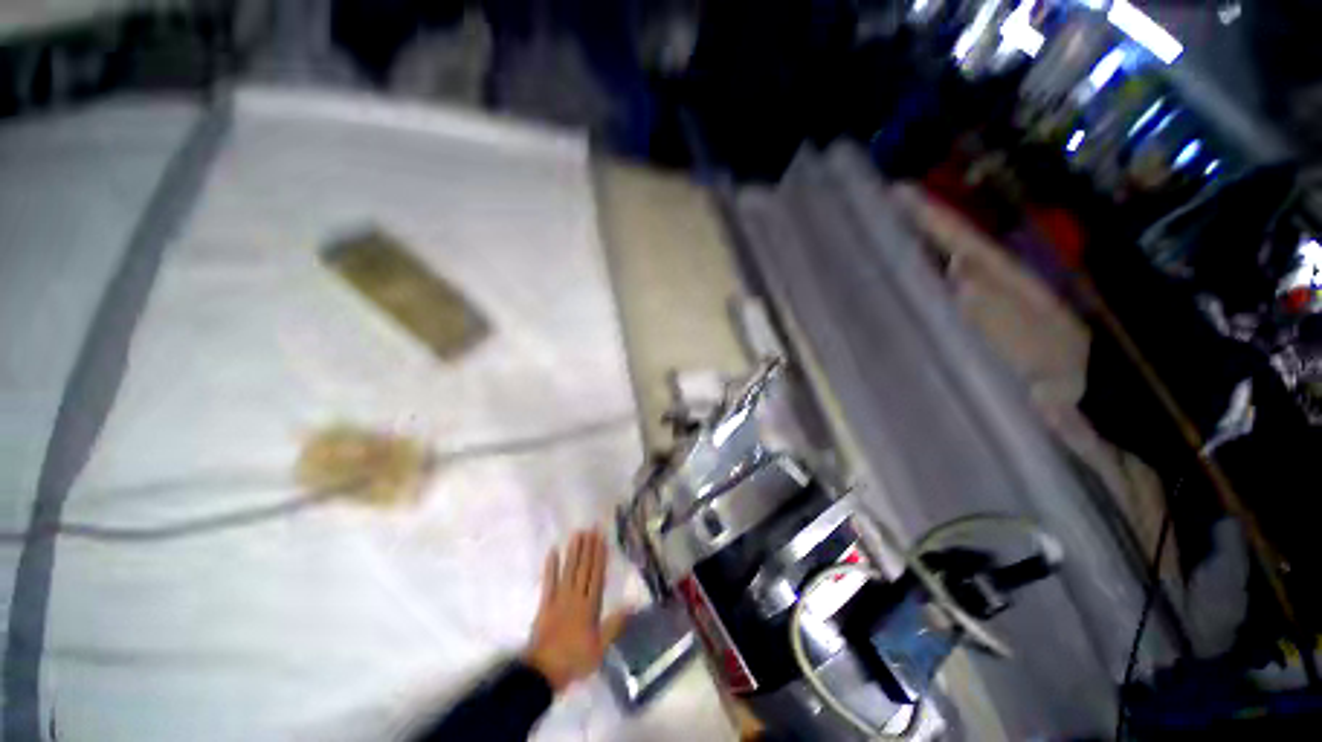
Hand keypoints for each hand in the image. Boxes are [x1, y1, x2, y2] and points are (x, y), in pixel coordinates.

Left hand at [523, 529, 629, 692]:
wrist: (544, 672)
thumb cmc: (575, 660)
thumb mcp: (600, 648)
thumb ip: (614, 625)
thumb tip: (631, 604)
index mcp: (590, 606)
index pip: (597, 576)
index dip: (600, 556)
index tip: (602, 539)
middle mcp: (576, 597)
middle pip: (584, 569)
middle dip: (588, 548)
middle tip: (591, 528)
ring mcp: (559, 599)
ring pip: (569, 570)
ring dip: (573, 551)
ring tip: (577, 534)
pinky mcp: (545, 604)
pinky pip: (548, 582)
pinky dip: (551, 567)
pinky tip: (552, 552)